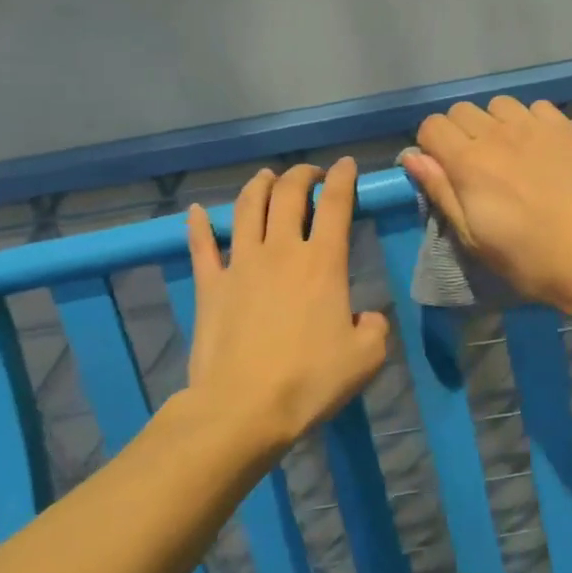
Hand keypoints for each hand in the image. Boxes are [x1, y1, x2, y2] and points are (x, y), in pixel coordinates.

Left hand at [183, 159, 389, 460]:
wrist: (243, 407)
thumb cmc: (309, 381)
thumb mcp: (366, 359)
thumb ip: (374, 328)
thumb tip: (366, 316)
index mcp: (323, 263)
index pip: (335, 204)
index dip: (342, 178)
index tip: (346, 165)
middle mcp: (280, 251)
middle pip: (288, 195)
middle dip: (301, 175)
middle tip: (309, 174)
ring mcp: (240, 265)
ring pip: (247, 209)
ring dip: (258, 186)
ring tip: (266, 177)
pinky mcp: (210, 286)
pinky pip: (202, 247)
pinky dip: (199, 225)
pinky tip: (197, 211)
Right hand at [402, 97, 571, 316]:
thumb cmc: (528, 259)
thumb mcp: (473, 238)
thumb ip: (441, 192)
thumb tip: (412, 156)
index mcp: (469, 163)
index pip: (432, 126)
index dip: (431, 146)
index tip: (443, 170)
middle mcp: (498, 135)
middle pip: (461, 111)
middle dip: (458, 133)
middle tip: (474, 166)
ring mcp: (535, 128)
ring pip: (498, 104)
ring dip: (494, 123)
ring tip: (507, 153)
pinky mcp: (566, 129)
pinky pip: (536, 107)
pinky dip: (529, 121)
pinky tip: (537, 147)